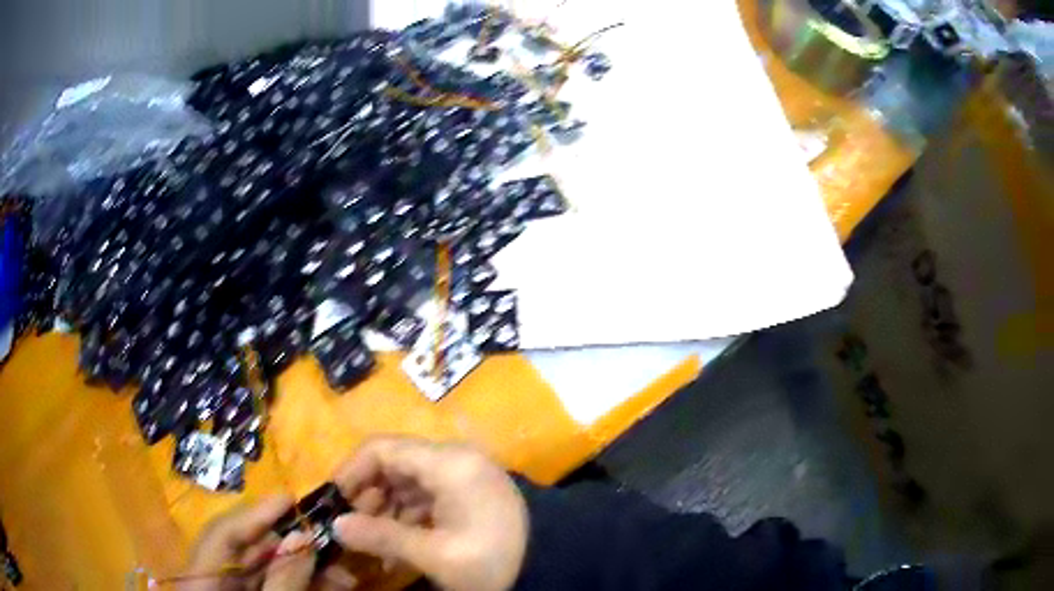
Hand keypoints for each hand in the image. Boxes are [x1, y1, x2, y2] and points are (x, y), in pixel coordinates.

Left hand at [181, 496, 356, 590]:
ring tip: (342, 568)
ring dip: (303, 566)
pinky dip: (302, 584)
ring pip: (264, 570)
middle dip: (288, 543)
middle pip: (244, 551)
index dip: (253, 515)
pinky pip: (274, 586)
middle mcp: (210, 581)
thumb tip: (301, 538)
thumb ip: (283, 583)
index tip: (288, 499)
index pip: (220, 536)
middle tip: (326, 535)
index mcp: (199, 583)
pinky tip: (333, 584)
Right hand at [332, 436, 528, 590]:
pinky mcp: (467, 492)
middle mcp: (452, 459)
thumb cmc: (495, 559)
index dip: (351, 471)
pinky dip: (407, 517)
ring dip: (385, 510)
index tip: (334, 501)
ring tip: (373, 543)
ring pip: (407, 482)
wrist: (554, 563)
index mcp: (447, 463)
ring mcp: (462, 475)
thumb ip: (383, 537)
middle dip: (367, 496)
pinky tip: (398, 545)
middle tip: (352, 529)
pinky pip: (426, 496)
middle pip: (393, 464)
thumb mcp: (437, 554)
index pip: (382, 449)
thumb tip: (337, 526)